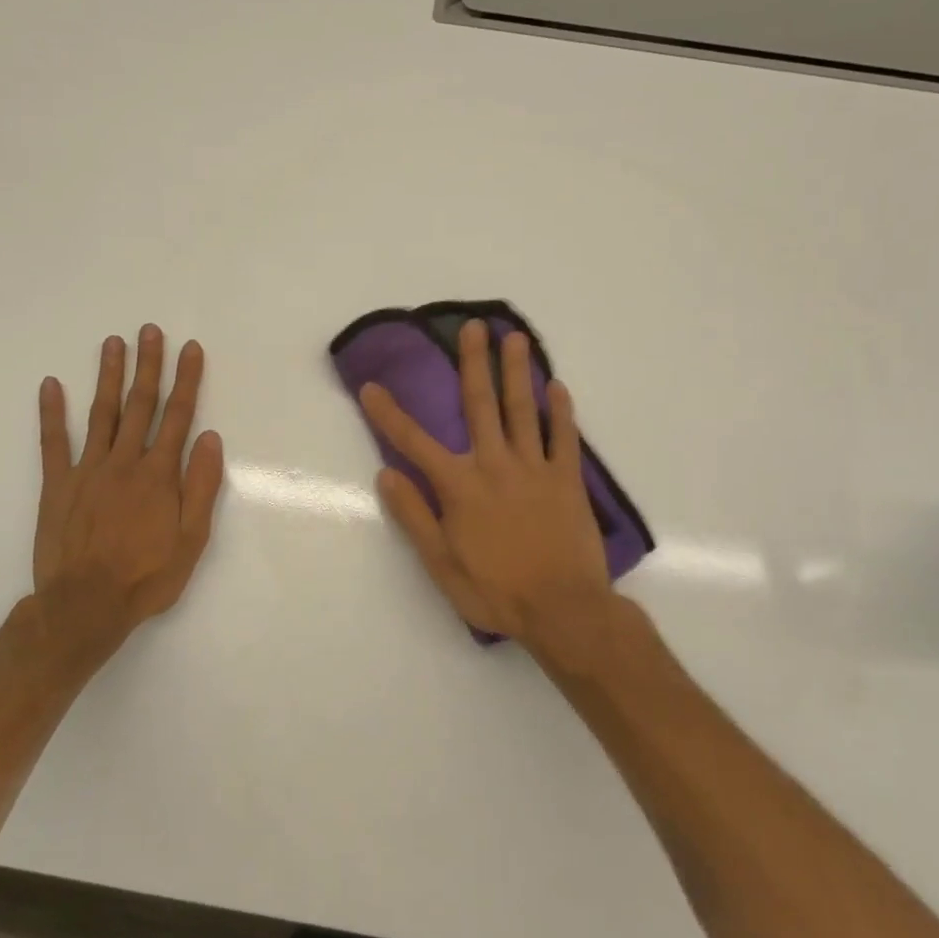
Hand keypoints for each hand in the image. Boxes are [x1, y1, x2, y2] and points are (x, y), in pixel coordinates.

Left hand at [31, 326, 224, 649]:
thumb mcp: (191, 540)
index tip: (190, 349)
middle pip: (140, 405)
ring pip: (102, 413)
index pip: (178, 416)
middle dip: (148, 365)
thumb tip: (209, 438)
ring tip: (113, 343)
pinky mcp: (57, 485)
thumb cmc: (146, 576)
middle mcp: (124, 462)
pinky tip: (50, 385)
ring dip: (108, 376)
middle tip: (150, 331)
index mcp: (159, 474)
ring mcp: (87, 470)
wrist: (84, 606)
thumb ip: (201, 486)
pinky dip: (51, 413)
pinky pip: (53, 442)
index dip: (186, 380)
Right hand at [361, 319, 613, 652]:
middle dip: (473, 364)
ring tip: (515, 337)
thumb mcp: (441, 564)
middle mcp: (494, 465)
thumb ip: (414, 516)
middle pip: (480, 405)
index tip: (371, 386)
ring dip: (517, 371)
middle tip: (473, 327)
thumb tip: (387, 473)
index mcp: (460, 487)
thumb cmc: (496, 592)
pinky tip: (557, 386)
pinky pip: (563, 437)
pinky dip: (560, 410)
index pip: (414, 442)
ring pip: (522, 410)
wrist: (564, 610)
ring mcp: (534, 468)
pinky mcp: (567, 479)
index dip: (389, 414)